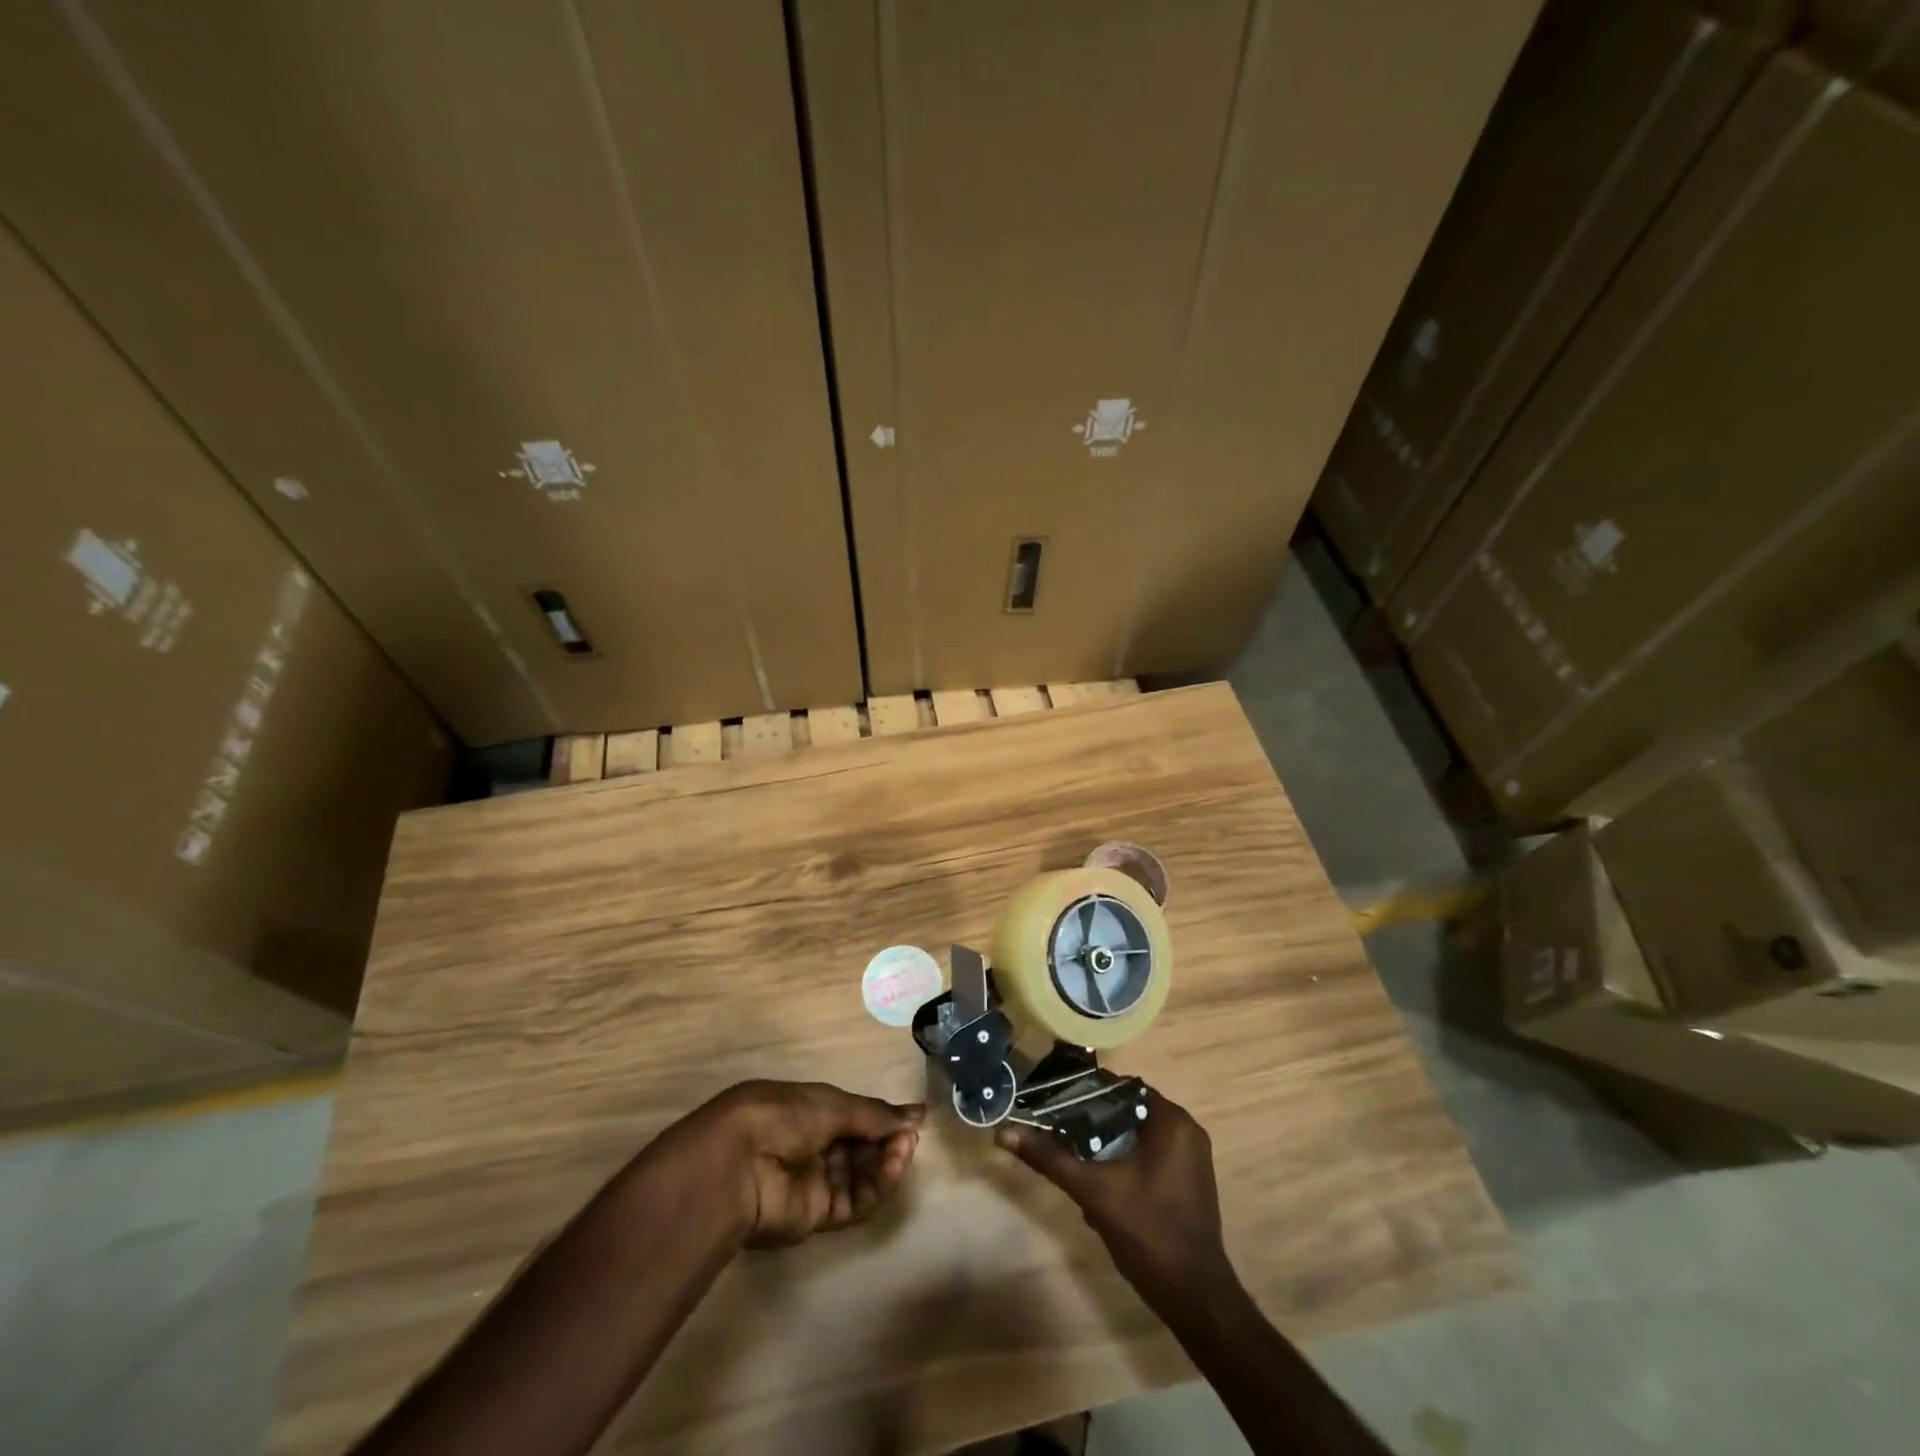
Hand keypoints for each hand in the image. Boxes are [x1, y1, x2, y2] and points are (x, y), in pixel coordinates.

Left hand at [698, 1081, 923, 1247]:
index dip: (881, 1119)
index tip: (910, 1120)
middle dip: (887, 1141)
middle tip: (910, 1137)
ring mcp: (812, 1182)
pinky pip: (853, 1203)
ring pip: (860, 1176)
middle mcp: (811, 1145)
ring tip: (904, 1150)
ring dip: (886, 1163)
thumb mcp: (833, 1105)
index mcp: (808, 1111)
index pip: (853, 1117)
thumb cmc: (783, 1116)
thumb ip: (876, 1115)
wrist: (738, 1164)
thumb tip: (918, 1114)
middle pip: (860, 1148)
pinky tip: (892, 1169)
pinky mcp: (814, 1217)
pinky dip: (876, 1188)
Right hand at [996, 1089, 1234, 1317]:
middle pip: (1126, 1110)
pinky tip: (1101, 1185)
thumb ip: (1049, 1158)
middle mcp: (1186, 1130)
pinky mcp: (1188, 1180)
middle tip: (1059, 1134)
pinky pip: (1148, 1153)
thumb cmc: (1148, 1233)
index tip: (1053, 1101)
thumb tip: (1003, 1132)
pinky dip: (1123, 1160)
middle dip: (1092, 1124)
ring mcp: (1191, 1157)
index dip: (1084, 1092)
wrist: (1195, 1299)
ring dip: (1105, 1146)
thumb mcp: (1093, 1191)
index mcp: (1172, 1121)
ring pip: (1134, 1134)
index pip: (1120, 1087)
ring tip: (1075, 1161)